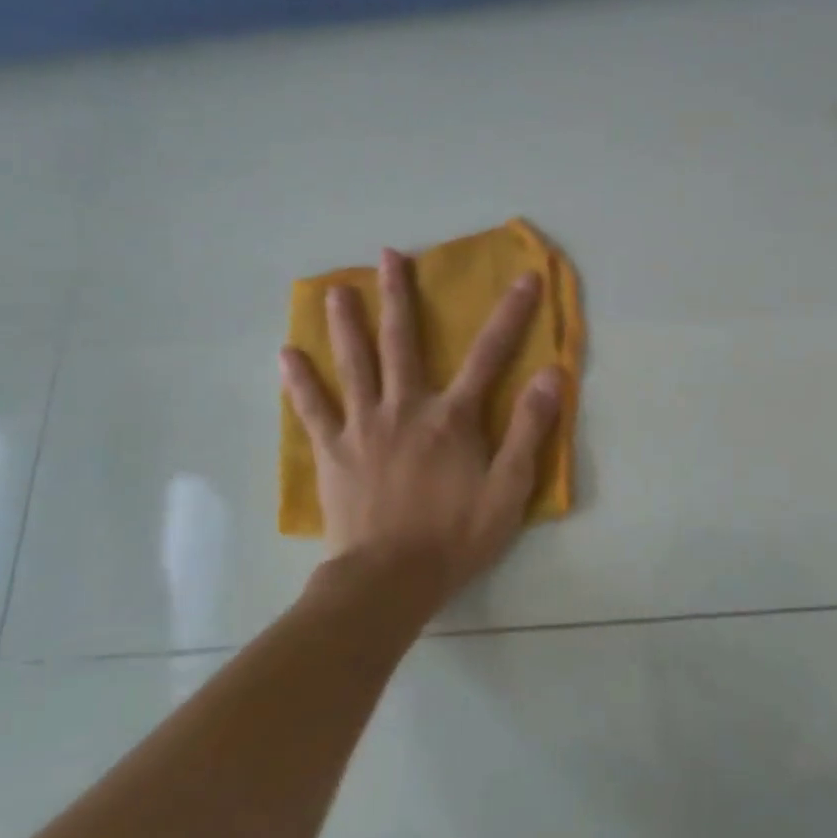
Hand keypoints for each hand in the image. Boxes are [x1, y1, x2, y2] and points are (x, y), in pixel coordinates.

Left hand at [279, 249, 562, 615]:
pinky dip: (300, 381)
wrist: (387, 581)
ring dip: (346, 324)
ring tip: (336, 290)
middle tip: (389, 256)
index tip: (525, 278)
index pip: (489, 354)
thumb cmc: (455, 536)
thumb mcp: (509, 489)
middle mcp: (406, 408)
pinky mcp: (333, 452)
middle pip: (402, 342)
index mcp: (453, 417)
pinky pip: (313, 409)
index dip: (511, 314)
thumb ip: (529, 430)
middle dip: (399, 296)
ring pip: (354, 364)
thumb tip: (550, 375)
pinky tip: (286, 355)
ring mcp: (363, 427)